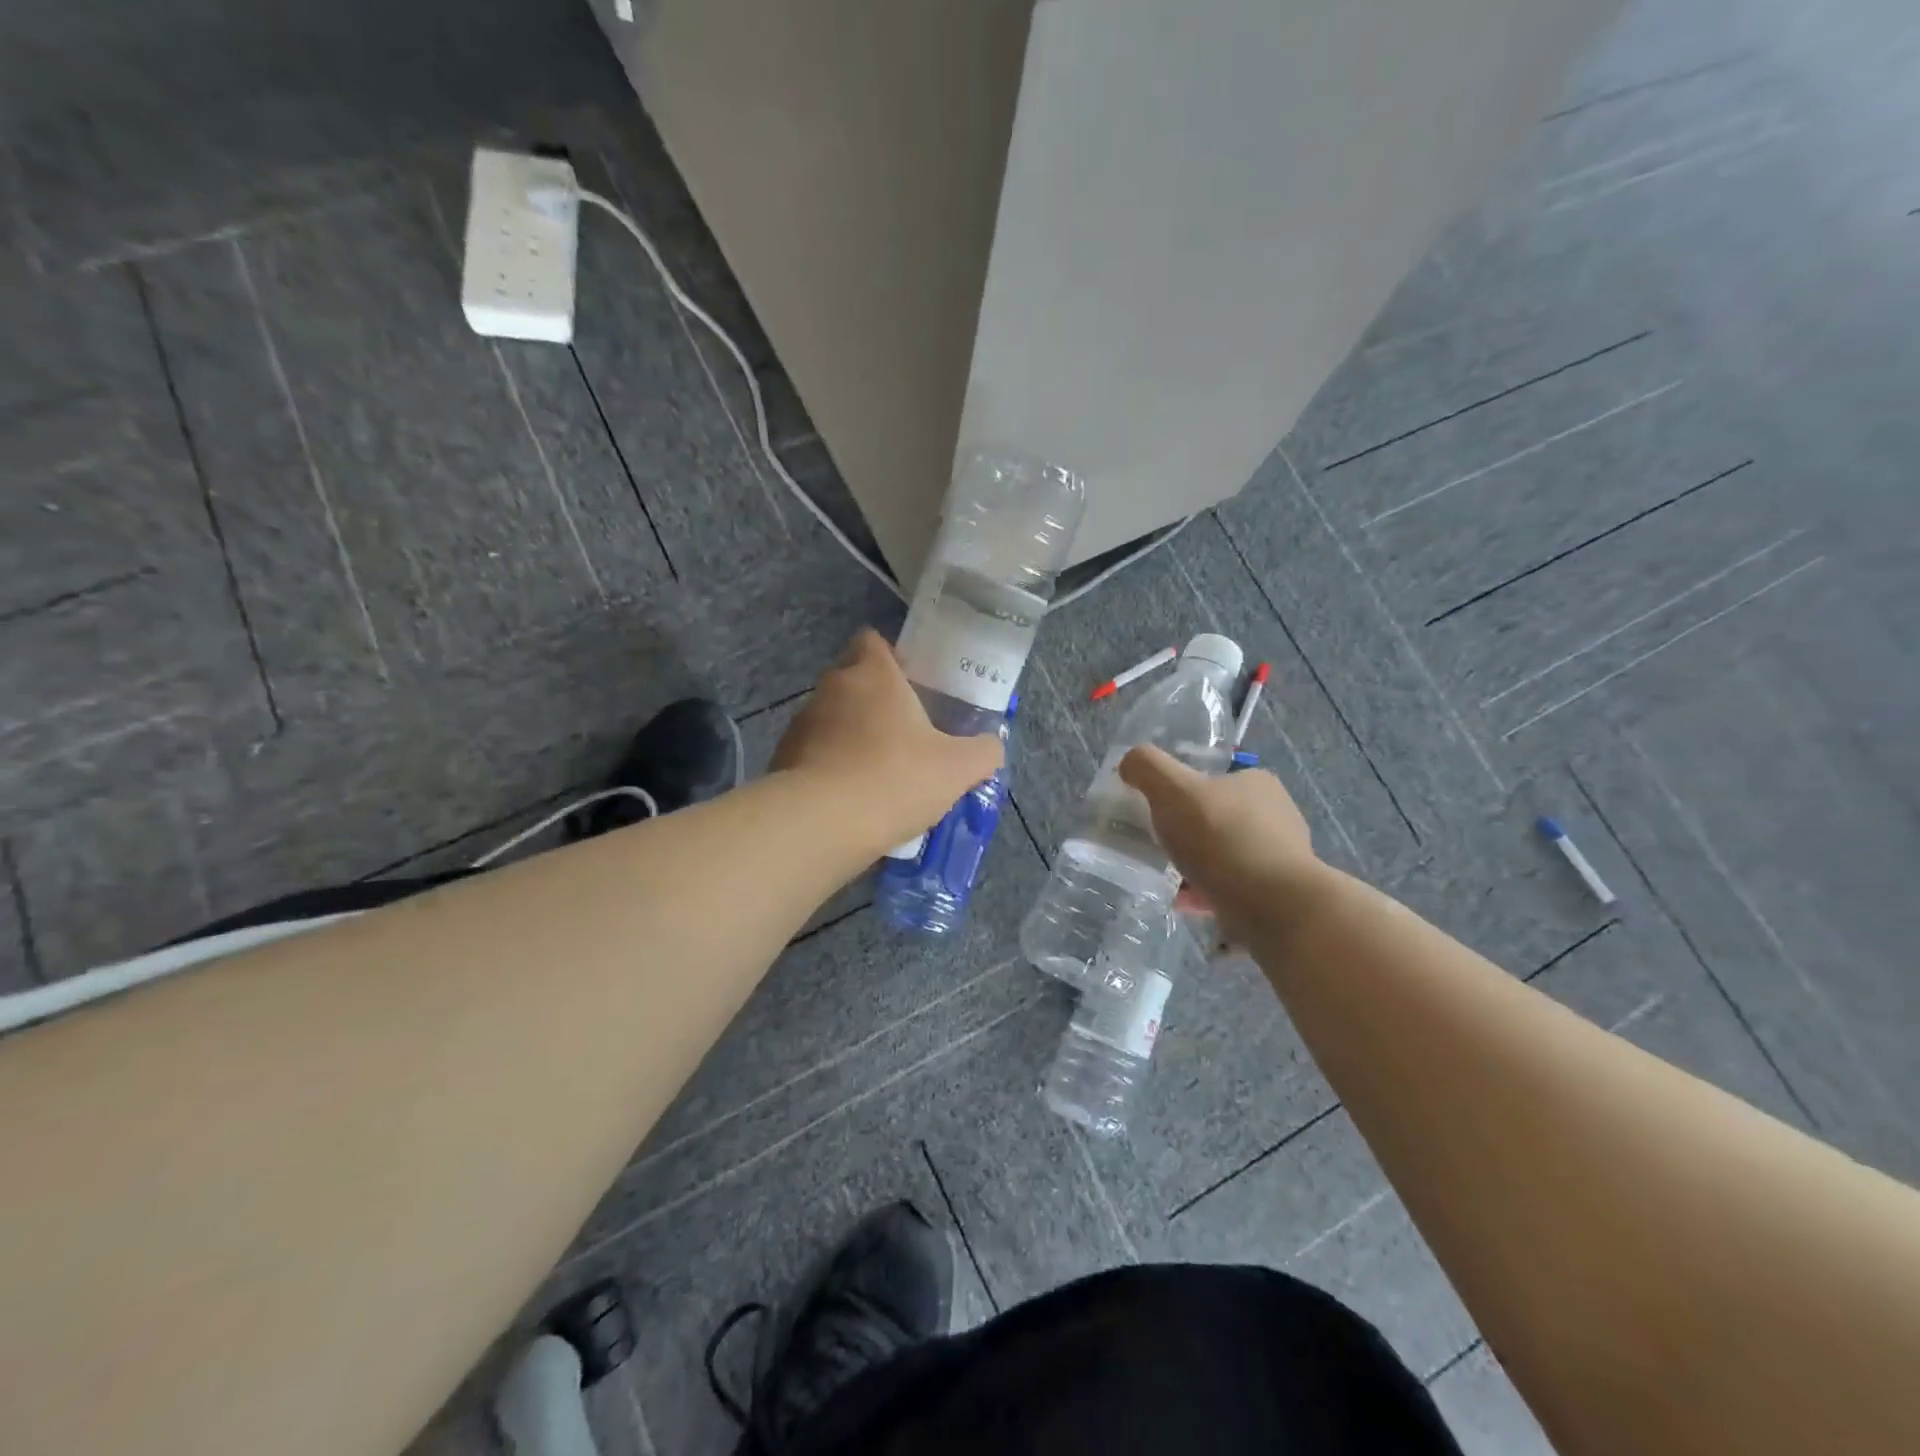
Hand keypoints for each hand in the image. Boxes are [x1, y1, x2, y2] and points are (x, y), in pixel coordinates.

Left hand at [773, 630, 1004, 854]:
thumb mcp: (957, 769)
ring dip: (850, 734)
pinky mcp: (782, 757)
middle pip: (852, 678)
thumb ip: (982, 752)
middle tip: (902, 731)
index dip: (890, 656)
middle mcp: (832, 687)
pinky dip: (829, 765)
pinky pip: (813, 751)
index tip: (909, 683)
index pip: (872, 640)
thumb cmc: (895, 778)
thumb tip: (991, 747)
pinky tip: (849, 795)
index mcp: (873, 675)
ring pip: (831, 717)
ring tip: (875, 770)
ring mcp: (801, 722)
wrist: (822, 823)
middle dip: (873, 699)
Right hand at [1119, 746, 1326, 943]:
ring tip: (1165, 879)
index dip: (1184, 791)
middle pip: (1217, 819)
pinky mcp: (1278, 895)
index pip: (1216, 779)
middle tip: (1157, 845)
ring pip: (1224, 856)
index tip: (1159, 810)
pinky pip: (1231, 889)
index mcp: (1257, 783)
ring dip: (1195, 866)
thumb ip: (1147, 767)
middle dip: (1188, 833)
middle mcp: (1276, 816)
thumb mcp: (1172, 788)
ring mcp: (1280, 858)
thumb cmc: (1222, 837)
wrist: (1273, 907)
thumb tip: (1130, 763)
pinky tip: (1184, 903)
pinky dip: (1206, 894)